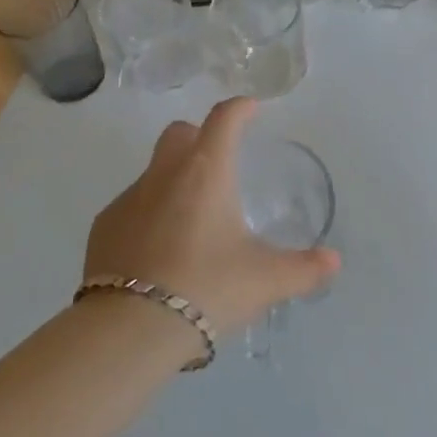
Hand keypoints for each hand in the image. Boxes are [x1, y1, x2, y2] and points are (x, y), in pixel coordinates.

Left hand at [83, 98, 340, 335]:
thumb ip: (304, 268)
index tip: (250, 110)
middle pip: (179, 133)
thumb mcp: (266, 280)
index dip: (240, 109)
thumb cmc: (207, 287)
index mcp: (206, 171)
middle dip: (198, 138)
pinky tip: (158, 254)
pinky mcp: (103, 228)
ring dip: (173, 183)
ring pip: (153, 173)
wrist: (130, 328)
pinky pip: (131, 208)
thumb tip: (333, 261)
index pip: (224, 119)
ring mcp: (128, 199)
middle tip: (218, 166)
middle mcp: (164, 173)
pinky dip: (147, 217)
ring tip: (191, 225)